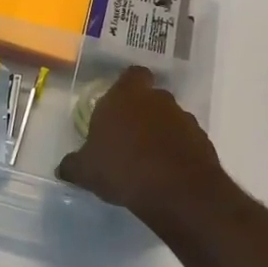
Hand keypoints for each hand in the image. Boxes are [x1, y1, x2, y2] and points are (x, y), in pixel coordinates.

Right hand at [56, 67, 236, 229]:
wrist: (177, 191)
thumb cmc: (123, 169)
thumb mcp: (86, 171)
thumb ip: (73, 165)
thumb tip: (64, 168)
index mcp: (125, 96)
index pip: (131, 75)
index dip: (126, 87)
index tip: (118, 106)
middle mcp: (157, 99)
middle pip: (150, 97)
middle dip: (141, 113)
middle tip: (128, 137)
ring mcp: (184, 118)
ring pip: (170, 119)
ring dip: (161, 133)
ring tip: (147, 161)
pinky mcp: (203, 141)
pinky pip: (185, 140)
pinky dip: (177, 151)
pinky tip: (166, 173)